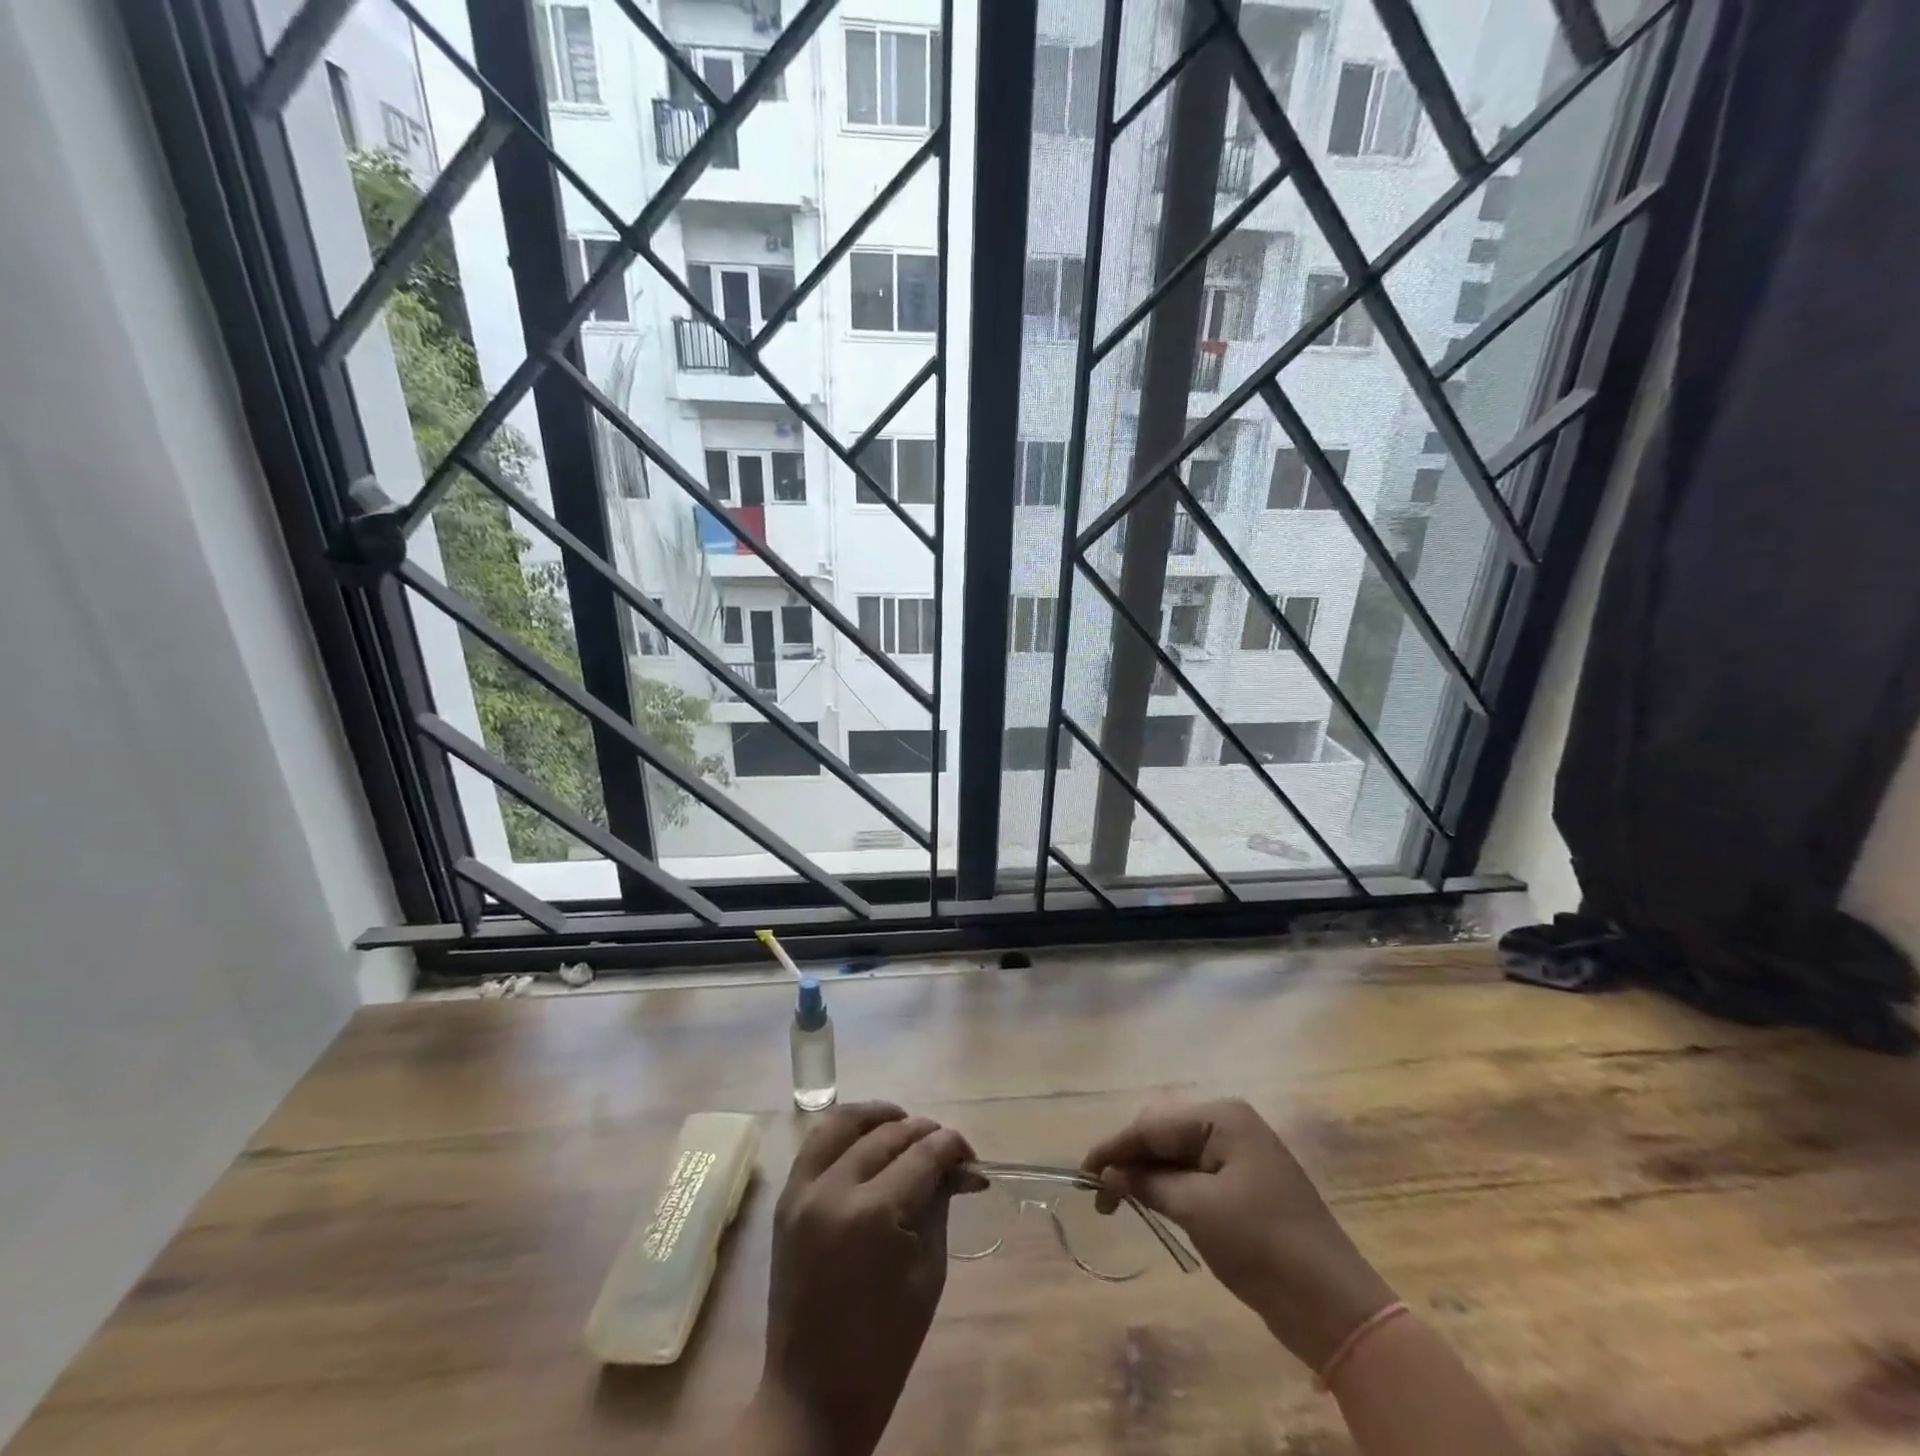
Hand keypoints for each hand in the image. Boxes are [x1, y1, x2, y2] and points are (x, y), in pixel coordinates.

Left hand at [755, 1102, 975, 1455]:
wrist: (812, 1395)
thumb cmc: (884, 1345)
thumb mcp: (927, 1272)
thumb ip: (940, 1205)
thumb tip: (962, 1168)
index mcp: (874, 1214)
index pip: (923, 1155)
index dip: (953, 1147)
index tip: (971, 1157)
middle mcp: (834, 1189)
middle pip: (888, 1135)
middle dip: (925, 1133)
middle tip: (947, 1150)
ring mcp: (802, 1191)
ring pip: (844, 1123)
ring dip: (879, 1117)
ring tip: (905, 1123)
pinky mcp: (786, 1199)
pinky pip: (816, 1143)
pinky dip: (845, 1130)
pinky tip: (868, 1137)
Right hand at [1082, 1098, 1394, 1370]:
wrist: (1333, 1305)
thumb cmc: (1261, 1245)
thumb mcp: (1197, 1209)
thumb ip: (1148, 1184)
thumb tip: (1107, 1174)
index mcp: (1222, 1117)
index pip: (1153, 1125)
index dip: (1114, 1147)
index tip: (1080, 1171)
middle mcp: (1232, 1125)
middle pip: (1165, 1135)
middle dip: (1130, 1160)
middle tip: (1099, 1195)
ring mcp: (1243, 1156)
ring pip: (1179, 1157)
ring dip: (1148, 1177)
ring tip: (1117, 1202)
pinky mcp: (1248, 1187)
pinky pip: (1197, 1176)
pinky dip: (1171, 1189)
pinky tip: (1153, 1204)